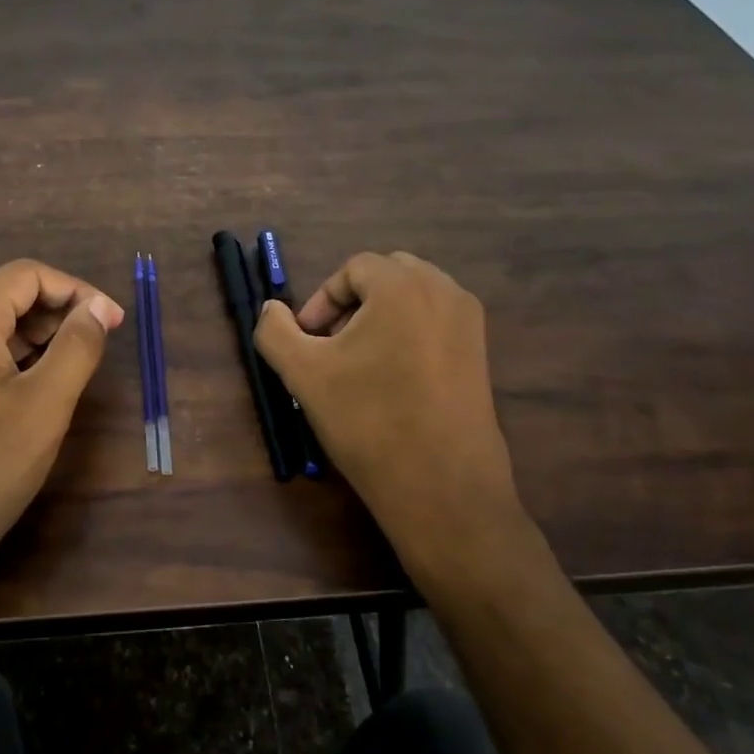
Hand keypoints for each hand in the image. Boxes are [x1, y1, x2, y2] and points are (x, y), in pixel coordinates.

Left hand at [0, 260, 123, 599]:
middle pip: (1, 298)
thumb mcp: (44, 408)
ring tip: (65, 375)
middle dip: (54, 315)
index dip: (76, 291)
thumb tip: (96, 309)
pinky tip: (23, 396)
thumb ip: (77, 348)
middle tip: (94, 350)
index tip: (112, 323)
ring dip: (29, 341)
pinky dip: (1, 362)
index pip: (25, 275)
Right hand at [254, 252, 541, 594]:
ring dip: (381, 316)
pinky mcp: (481, 354)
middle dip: (353, 303)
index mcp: (403, 286)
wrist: (440, 486)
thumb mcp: (303, 374)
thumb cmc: (367, 420)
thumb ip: (275, 331)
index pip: (354, 268)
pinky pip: (437, 323)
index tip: (307, 339)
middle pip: (388, 275)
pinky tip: (393, 379)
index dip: (322, 299)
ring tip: (359, 362)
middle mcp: (444, 291)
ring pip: (415, 298)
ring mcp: (469, 323)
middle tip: (331, 345)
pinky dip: (409, 334)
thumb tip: (272, 309)